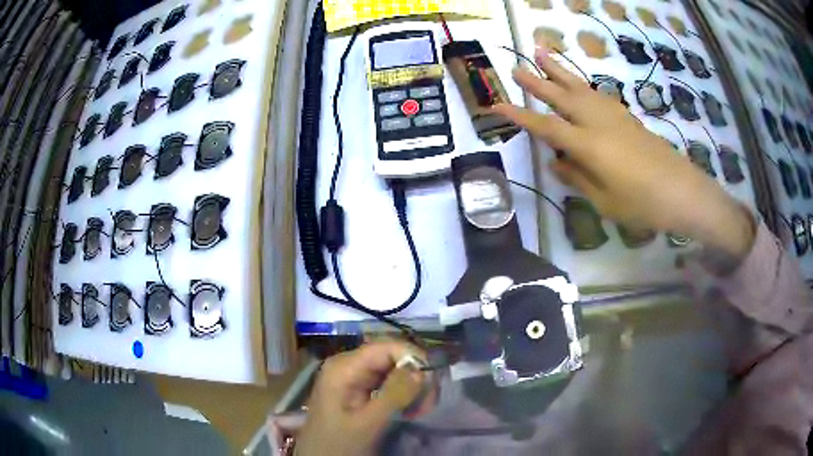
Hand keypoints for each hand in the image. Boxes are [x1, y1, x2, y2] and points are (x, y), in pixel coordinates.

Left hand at [296, 342, 423, 455]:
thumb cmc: (339, 442)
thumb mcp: (367, 422)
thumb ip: (394, 394)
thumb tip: (421, 368)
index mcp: (345, 366)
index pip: (388, 347)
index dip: (414, 359)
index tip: (431, 385)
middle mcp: (348, 364)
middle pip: (392, 358)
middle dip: (415, 377)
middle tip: (427, 404)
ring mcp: (352, 376)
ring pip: (393, 370)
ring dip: (411, 388)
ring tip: (419, 411)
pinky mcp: (357, 389)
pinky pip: (387, 382)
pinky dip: (402, 395)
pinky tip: (408, 411)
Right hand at [493, 49, 754, 260]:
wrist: (682, 191)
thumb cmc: (643, 203)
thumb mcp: (604, 200)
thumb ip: (577, 178)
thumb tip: (555, 163)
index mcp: (588, 145)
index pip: (546, 126)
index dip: (519, 116)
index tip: (496, 105)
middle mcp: (597, 123)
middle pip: (561, 96)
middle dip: (536, 81)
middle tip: (515, 67)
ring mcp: (614, 116)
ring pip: (580, 87)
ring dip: (558, 70)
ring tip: (541, 53)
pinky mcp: (626, 117)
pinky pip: (597, 93)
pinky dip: (582, 84)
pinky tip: (578, 83)